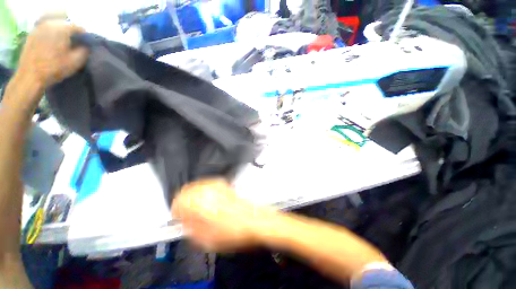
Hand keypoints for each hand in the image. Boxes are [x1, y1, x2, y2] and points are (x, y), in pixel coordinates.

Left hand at [16, 19, 87, 89]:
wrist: (30, 76)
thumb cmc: (54, 69)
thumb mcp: (76, 62)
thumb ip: (84, 51)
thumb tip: (86, 46)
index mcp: (62, 29)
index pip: (78, 27)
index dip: (84, 36)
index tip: (87, 44)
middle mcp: (50, 24)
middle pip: (65, 25)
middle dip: (71, 33)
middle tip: (75, 44)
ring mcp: (39, 28)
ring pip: (54, 26)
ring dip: (60, 33)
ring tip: (63, 44)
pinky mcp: (32, 35)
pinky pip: (45, 30)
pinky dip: (50, 35)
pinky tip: (51, 44)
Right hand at [172, 179, 277, 251]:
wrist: (255, 220)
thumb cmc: (233, 231)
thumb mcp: (205, 239)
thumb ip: (190, 229)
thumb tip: (185, 223)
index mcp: (198, 202)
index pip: (177, 201)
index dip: (176, 212)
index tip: (179, 219)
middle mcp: (207, 189)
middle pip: (186, 190)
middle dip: (184, 202)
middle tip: (187, 214)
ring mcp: (217, 184)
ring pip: (197, 186)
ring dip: (194, 197)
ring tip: (199, 209)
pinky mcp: (225, 184)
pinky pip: (208, 186)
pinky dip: (204, 193)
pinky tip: (210, 203)